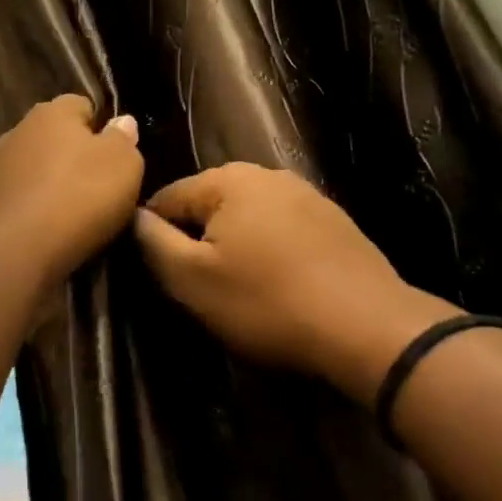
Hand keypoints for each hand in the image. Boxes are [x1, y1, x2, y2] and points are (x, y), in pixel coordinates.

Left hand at [0, 95, 144, 290]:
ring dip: (55, 184)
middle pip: (57, 137)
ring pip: (38, 168)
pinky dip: (38, 208)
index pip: (82, 105)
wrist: (16, 250)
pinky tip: (53, 229)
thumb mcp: (124, 165)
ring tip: (78, 213)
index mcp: (52, 111)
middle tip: (102, 187)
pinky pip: (25, 197)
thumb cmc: (79, 196)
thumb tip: (120, 123)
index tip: (117, 156)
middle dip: (77, 157)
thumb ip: (124, 140)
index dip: (102, 127)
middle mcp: (20, 130)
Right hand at [135, 163, 458, 405]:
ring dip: (234, 246)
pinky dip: (270, 251)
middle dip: (197, 240)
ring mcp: (307, 194)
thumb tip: (134, 216)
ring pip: (247, 217)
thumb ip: (153, 242)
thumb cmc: (266, 301)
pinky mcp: (335, 221)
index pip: (167, 198)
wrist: (367, 327)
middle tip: (199, 287)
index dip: (153, 236)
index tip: (159, 275)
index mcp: (228, 180)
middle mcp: (267, 174)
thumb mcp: (192, 279)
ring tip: (239, 289)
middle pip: (209, 205)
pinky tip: (278, 284)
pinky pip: (282, 230)